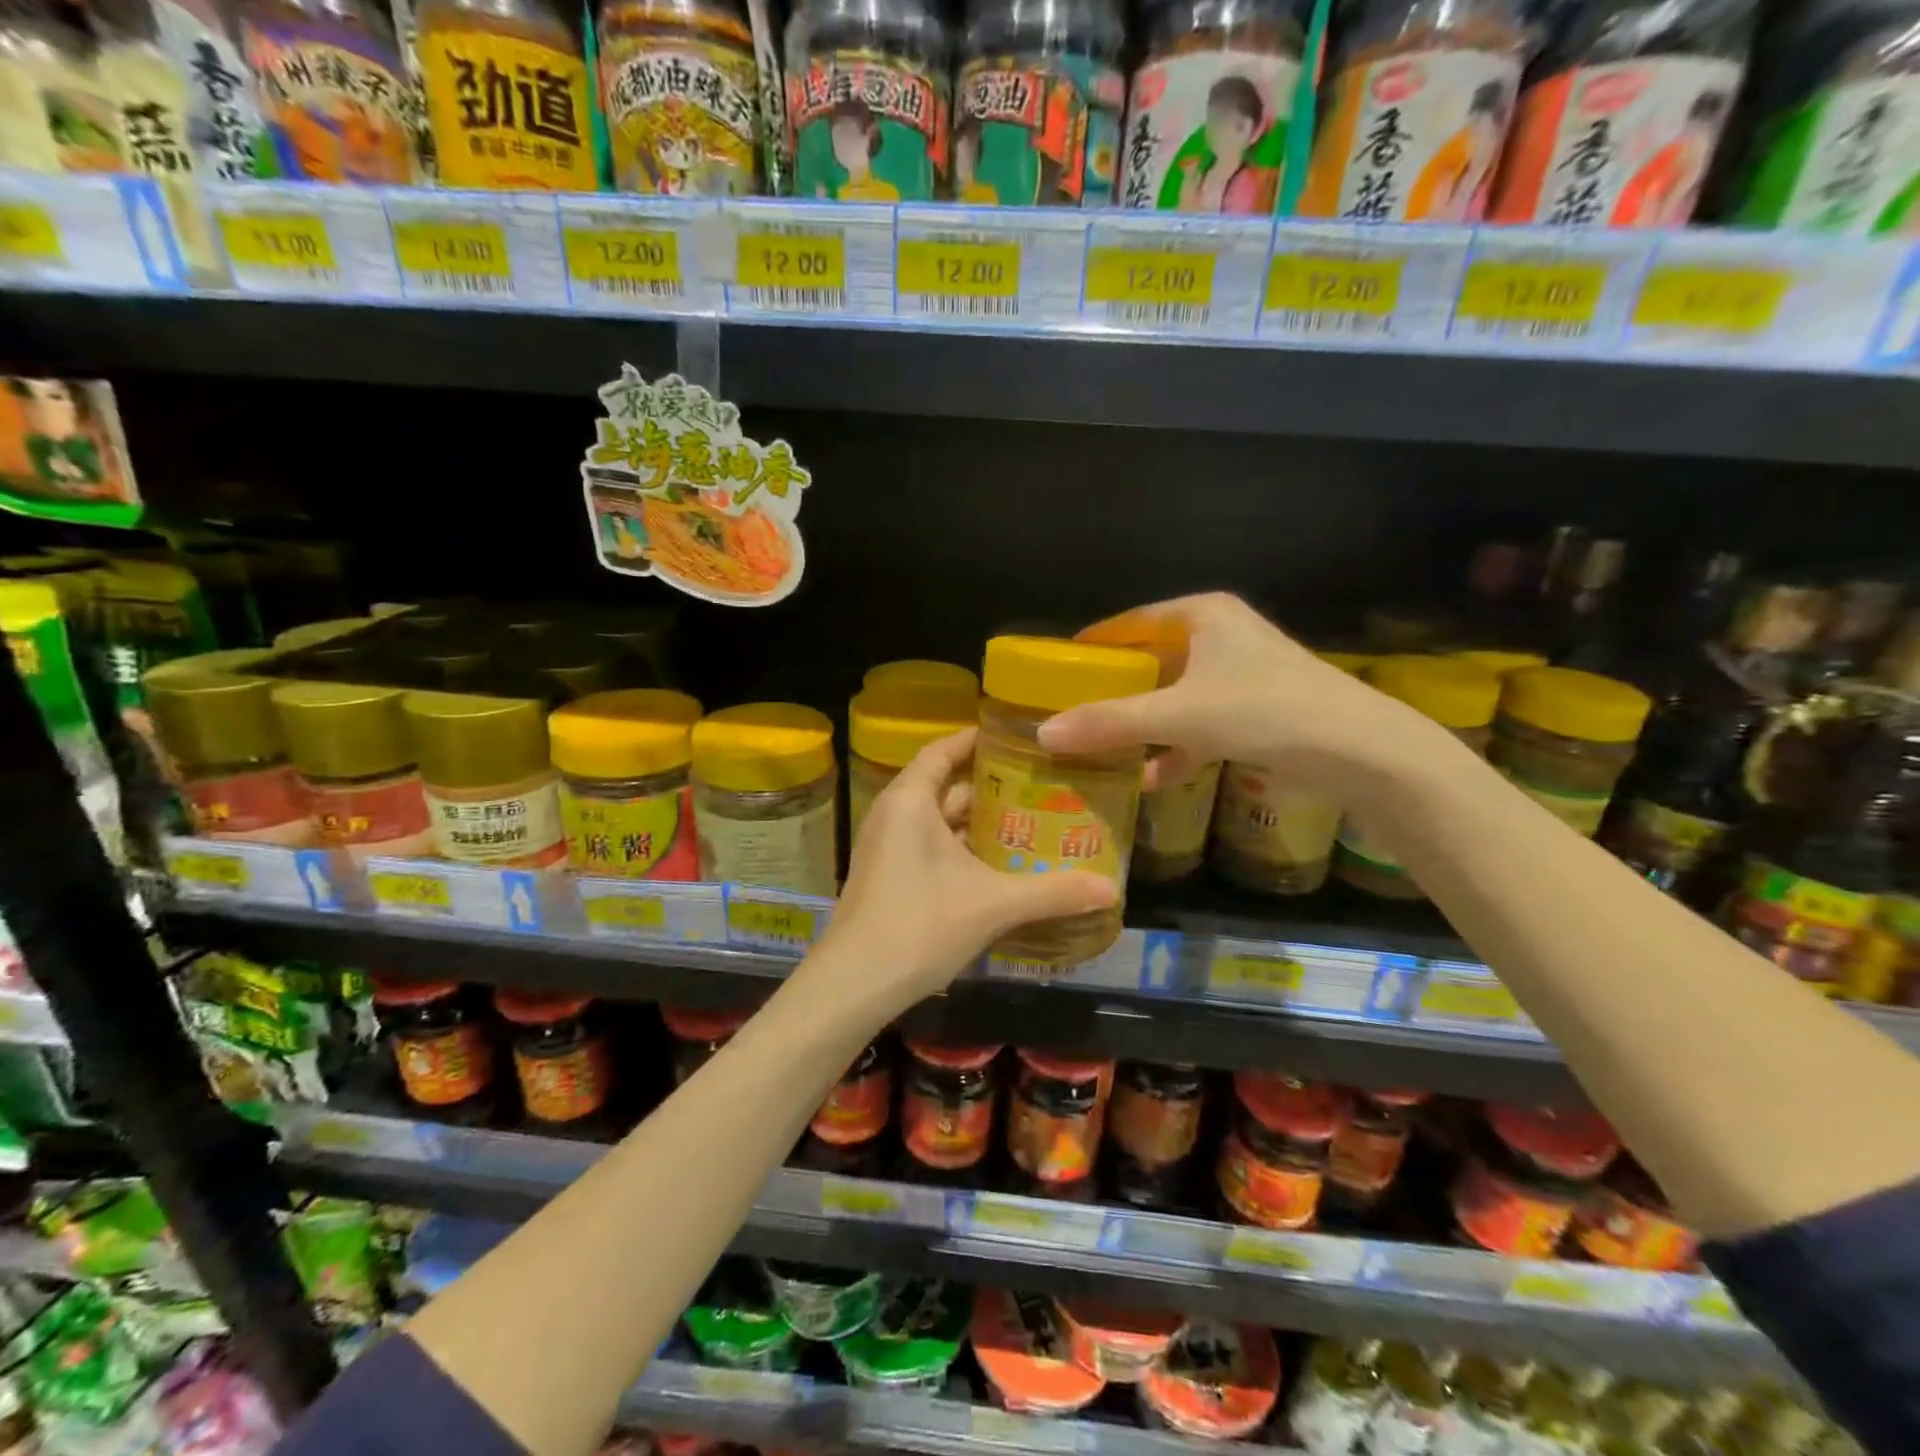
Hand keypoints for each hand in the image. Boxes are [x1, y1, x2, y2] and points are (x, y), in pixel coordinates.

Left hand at [812, 728, 1115, 1015]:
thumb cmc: (919, 926)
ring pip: (940, 820)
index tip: (1022, 741)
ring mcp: (888, 847)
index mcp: (910, 800)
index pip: (945, 749)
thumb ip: (1053, 893)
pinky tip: (1000, 865)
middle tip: (1043, 785)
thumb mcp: (993, 904)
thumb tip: (1114, 889)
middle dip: (992, 785)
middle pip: (946, 784)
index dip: (980, 740)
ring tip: (1032, 821)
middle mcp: (894, 814)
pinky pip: (931, 845)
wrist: (854, 985)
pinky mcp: (889, 875)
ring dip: (980, 821)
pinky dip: (963, 847)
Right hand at [1039, 592, 1442, 791]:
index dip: (1092, 646)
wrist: (1360, 750)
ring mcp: (1239, 675)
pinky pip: (1199, 724)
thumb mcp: (1179, 716)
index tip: (1056, 670)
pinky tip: (1151, 778)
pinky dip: (1176, 748)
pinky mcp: (1254, 711)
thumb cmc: (1264, 711)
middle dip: (1114, 693)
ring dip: (1142, 725)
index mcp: (1202, 616)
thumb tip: (1043, 734)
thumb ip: (1111, 724)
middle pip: (1150, 662)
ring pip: (1174, 696)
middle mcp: (1220, 636)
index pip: (1130, 622)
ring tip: (1100, 748)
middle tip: (1071, 713)